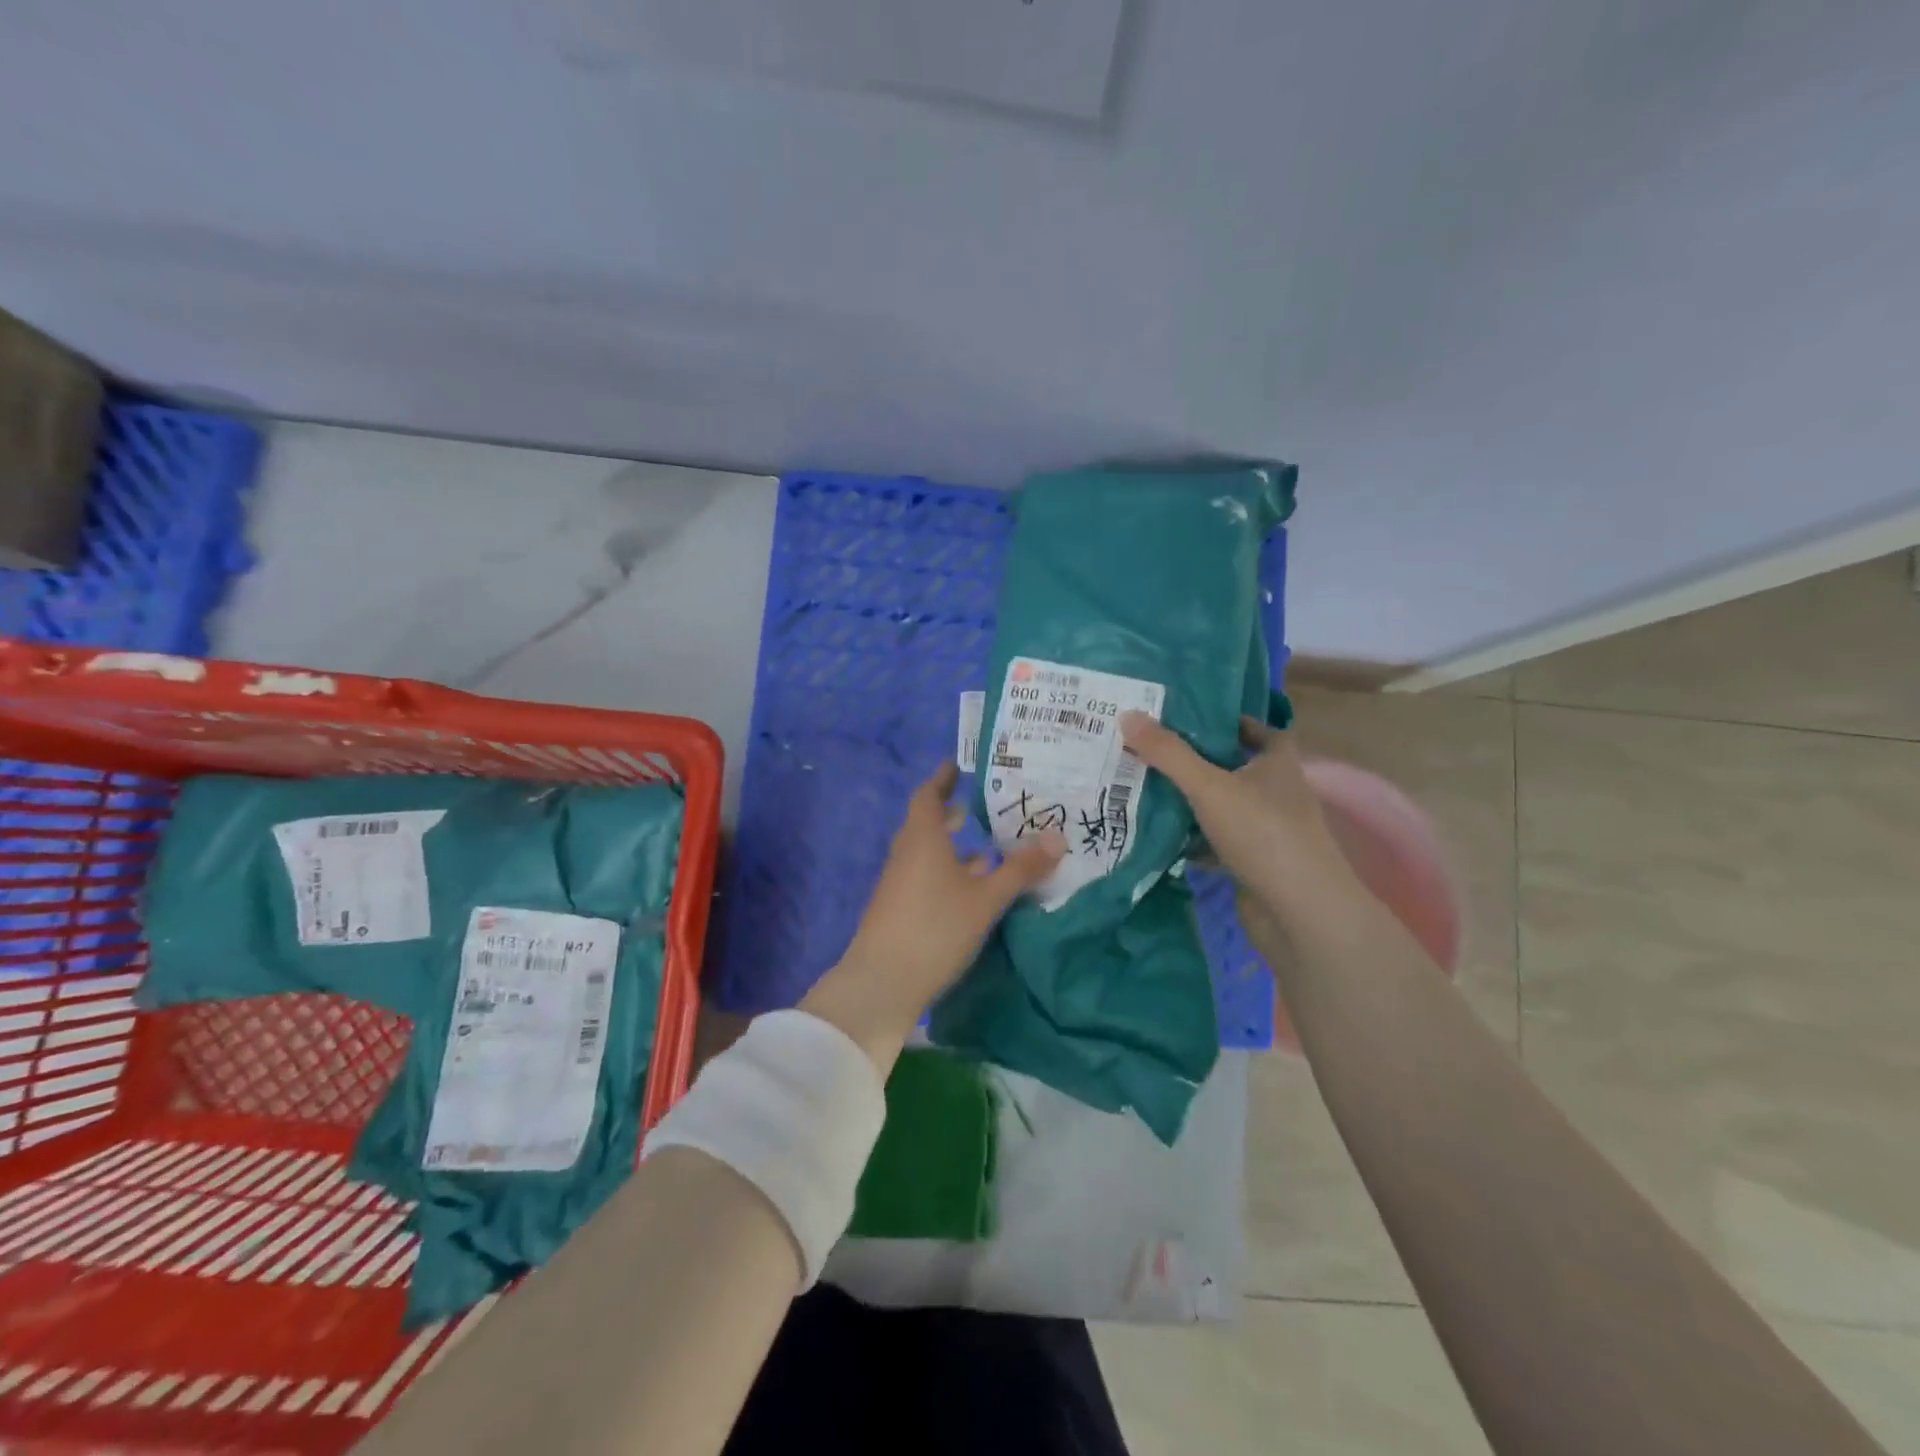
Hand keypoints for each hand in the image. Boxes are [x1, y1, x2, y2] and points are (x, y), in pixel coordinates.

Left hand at [800, 762, 1064, 1071]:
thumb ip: (1021, 868)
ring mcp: (899, 883)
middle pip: (927, 823)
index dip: (942, 779)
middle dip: (950, 813)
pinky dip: (947, 872)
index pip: (929, 795)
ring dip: (952, 847)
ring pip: (927, 853)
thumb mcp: (987, 898)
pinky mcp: (899, 909)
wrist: (882, 983)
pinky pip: (925, 876)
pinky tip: (970, 890)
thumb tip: (1058, 836)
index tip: (957, 765)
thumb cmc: (936, 928)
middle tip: (978, 804)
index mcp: (923, 838)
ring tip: (985, 847)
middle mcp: (906, 853)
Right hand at [1119, 712, 1357, 913]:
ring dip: (1194, 802)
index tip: (1193, 719)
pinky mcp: (1255, 865)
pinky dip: (1194, 840)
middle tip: (1154, 750)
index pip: (1262, 731)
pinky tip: (1161, 836)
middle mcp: (1278, 794)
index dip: (1233, 722)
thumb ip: (1168, 753)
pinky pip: (1218, 843)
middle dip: (1200, 761)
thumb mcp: (1209, 786)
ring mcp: (1268, 832)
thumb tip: (1127, 715)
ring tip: (1148, 787)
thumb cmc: (1263, 833)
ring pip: (1225, 807)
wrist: (1300, 913)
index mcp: (1278, 764)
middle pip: (1237, 769)